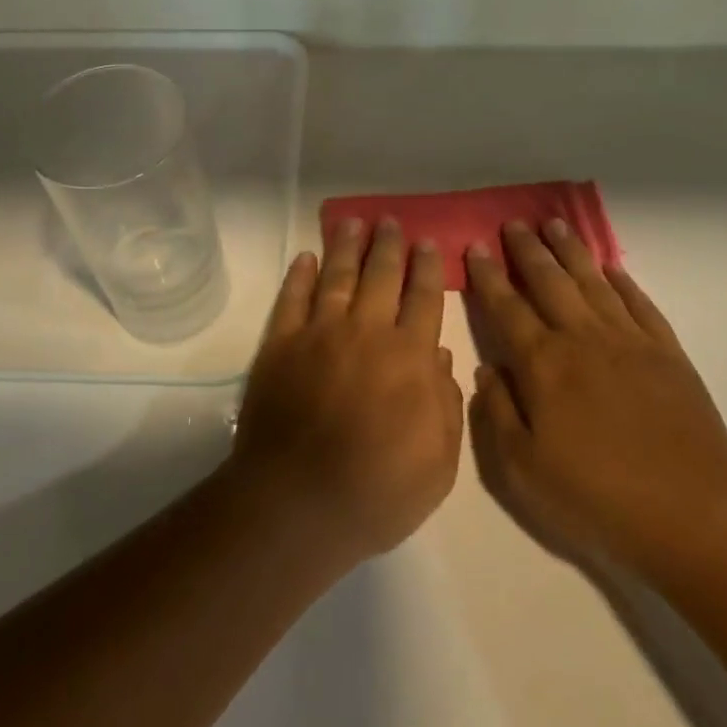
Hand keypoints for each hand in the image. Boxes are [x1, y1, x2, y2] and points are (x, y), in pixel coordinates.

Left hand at [229, 217, 462, 569]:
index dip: (427, 268)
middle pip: (381, 275)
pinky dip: (298, 275)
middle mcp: (367, 332)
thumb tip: (443, 356)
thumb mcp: (439, 465)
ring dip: (346, 246)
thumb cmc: (377, 492)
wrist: (297, 504)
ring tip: (352, 222)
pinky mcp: (280, 344)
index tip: (428, 243)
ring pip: (337, 276)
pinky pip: (291, 298)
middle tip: (391, 221)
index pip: (424, 299)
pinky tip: (305, 257)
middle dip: (389, 245)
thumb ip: (447, 406)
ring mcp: (319, 333)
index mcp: (409, 357)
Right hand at [466, 220, 726, 579]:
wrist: (696, 512)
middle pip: (549, 281)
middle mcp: (582, 339)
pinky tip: (612, 269)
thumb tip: (486, 370)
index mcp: (542, 364)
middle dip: (528, 250)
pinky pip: (639, 304)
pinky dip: (623, 282)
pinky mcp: (667, 354)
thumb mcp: (523, 470)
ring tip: (555, 224)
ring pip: (592, 282)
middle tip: (514, 223)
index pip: (506, 307)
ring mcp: (629, 342)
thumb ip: (497, 414)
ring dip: (571, 251)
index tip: (475, 247)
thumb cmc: (598, 496)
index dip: (488, 276)